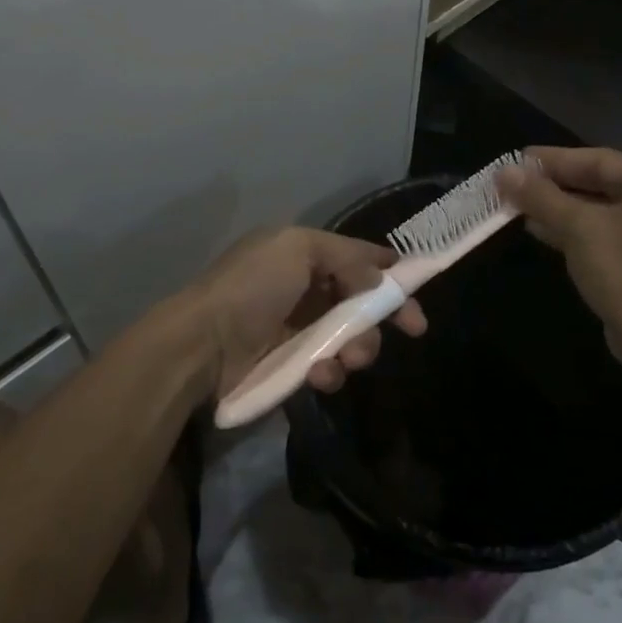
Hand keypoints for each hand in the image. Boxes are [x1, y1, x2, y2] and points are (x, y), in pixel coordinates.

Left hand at [165, 227, 426, 402]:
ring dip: (359, 346)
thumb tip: (378, 276)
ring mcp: (297, 328)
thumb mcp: (297, 248)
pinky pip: (327, 366)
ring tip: (348, 358)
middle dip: (383, 315)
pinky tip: (319, 374)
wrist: (203, 344)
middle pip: (361, 300)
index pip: (356, 258)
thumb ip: (345, 256)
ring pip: (350, 337)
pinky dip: (330, 370)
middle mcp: (303, 287)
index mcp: (301, 253)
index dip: (388, 273)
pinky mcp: (291, 364)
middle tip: (411, 328)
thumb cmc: (252, 287)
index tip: (417, 291)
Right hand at [497, 147, 621, 371]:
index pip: (599, 160)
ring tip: (518, 204)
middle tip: (514, 181)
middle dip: (553, 185)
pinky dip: (571, 230)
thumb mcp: (578, 228)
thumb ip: (541, 196)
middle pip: (598, 184)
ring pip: (597, 211)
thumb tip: (504, 171)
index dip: (554, 159)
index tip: (517, 159)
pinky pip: (601, 234)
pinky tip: (538, 229)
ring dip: (557, 208)